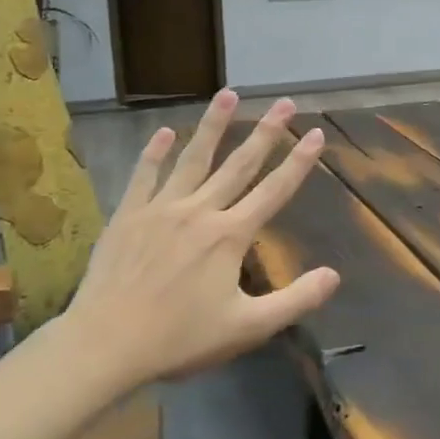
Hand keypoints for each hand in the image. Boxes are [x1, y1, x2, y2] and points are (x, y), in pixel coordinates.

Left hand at [53, 91, 338, 391]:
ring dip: (212, 126)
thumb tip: (334, 276)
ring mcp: (161, 209)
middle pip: (239, 164)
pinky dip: (154, 153)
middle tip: (284, 102)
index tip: (315, 132)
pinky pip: (144, 176)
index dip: (299, 162)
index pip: (274, 191)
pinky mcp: (128, 216)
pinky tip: (163, 132)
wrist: (105, 344)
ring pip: (193, 159)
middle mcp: (200, 211)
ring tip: (227, 94)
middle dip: (266, 132)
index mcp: (230, 235)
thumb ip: (295, 300)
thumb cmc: (179, 338)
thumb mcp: (248, 328)